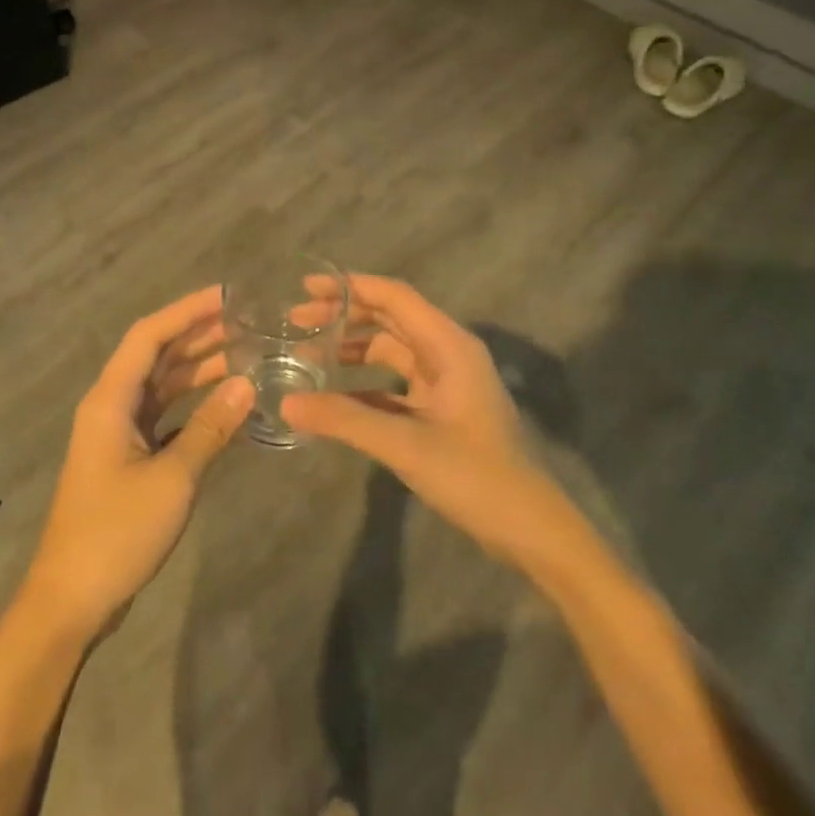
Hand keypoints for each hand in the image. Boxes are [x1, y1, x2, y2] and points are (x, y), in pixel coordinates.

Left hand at [19, 286, 255, 643]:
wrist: (72, 598)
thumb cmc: (117, 533)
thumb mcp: (172, 478)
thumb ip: (210, 428)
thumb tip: (248, 383)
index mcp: (110, 400)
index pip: (148, 336)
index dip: (186, 311)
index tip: (226, 296)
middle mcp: (111, 406)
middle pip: (156, 356)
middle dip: (198, 335)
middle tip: (247, 323)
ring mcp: (118, 434)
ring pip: (161, 387)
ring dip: (198, 369)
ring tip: (245, 354)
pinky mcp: (128, 459)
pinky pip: (164, 417)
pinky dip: (193, 407)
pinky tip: (225, 405)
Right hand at [280, 275, 577, 569]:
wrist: (528, 529)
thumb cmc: (475, 477)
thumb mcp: (405, 445)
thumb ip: (344, 419)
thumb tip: (286, 403)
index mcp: (448, 346)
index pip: (394, 297)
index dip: (349, 286)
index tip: (305, 287)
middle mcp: (447, 354)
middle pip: (389, 318)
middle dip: (343, 315)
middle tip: (296, 322)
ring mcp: (444, 383)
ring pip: (390, 350)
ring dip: (351, 349)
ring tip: (306, 355)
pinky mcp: (439, 410)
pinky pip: (393, 383)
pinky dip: (362, 383)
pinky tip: (331, 397)